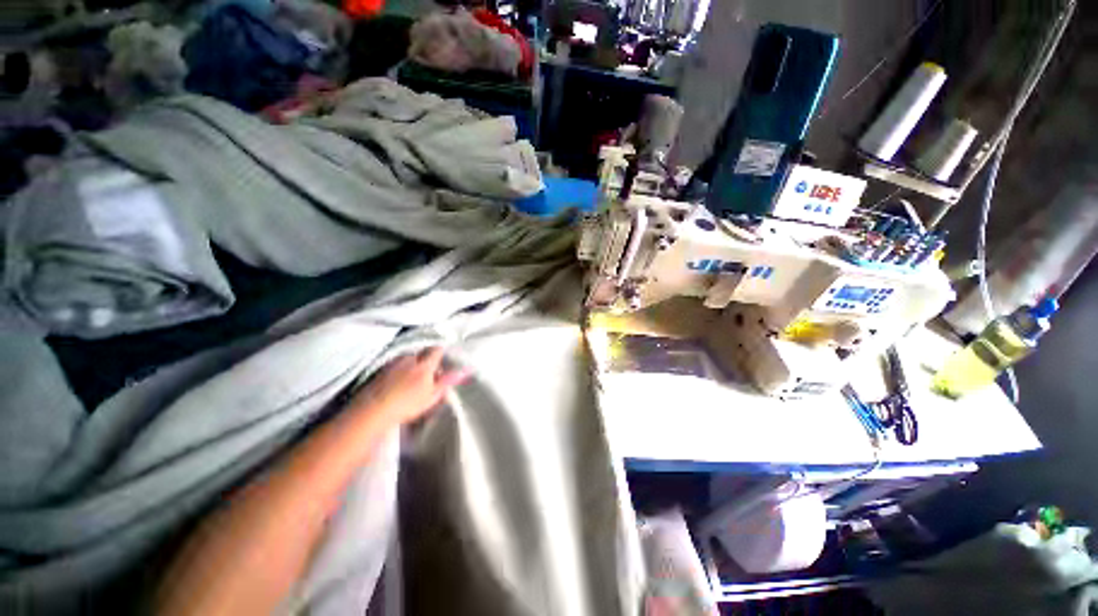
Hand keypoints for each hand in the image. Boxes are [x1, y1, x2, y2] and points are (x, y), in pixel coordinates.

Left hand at [348, 348, 469, 426]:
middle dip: (427, 358)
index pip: (437, 350)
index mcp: (424, 364)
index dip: (441, 352)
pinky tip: (397, 381)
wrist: (373, 411)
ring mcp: (393, 363)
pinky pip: (394, 364)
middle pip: (422, 352)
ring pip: (407, 357)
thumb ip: (447, 381)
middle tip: (430, 371)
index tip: (444, 359)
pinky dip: (399, 369)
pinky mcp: (380, 370)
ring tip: (413, 377)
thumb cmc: (407, 404)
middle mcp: (409, 359)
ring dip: (412, 363)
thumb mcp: (432, 395)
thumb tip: (466, 369)